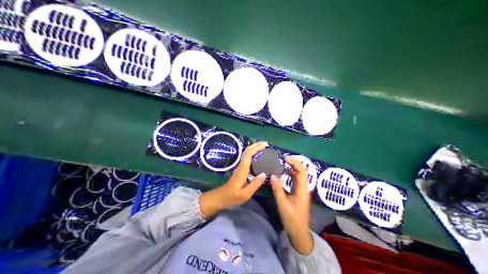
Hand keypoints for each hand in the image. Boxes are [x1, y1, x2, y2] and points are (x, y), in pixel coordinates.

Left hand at [200, 142, 268, 218]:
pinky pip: (247, 159)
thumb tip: (264, 174)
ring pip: (246, 154)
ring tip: (264, 148)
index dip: (256, 148)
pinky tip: (258, 157)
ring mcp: (239, 168)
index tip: (265, 145)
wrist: (220, 198)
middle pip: (247, 152)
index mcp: (242, 171)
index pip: (248, 155)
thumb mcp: (245, 194)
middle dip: (256, 145)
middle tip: (266, 144)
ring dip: (254, 149)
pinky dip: (253, 154)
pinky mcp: (240, 171)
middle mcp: (240, 167)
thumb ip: (255, 184)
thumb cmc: (232, 197)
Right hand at [269, 156, 313, 254]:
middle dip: (294, 163)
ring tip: (282, 163)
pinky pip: (296, 180)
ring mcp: (302, 191)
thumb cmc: (291, 219)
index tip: (284, 158)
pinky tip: (284, 174)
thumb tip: (272, 175)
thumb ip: (277, 189)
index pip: (301, 171)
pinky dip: (291, 175)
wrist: (299, 231)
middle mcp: (304, 188)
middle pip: (302, 171)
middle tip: (282, 159)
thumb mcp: (282, 204)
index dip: (294, 162)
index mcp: (302, 189)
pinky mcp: (299, 194)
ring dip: (292, 168)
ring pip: (299, 175)